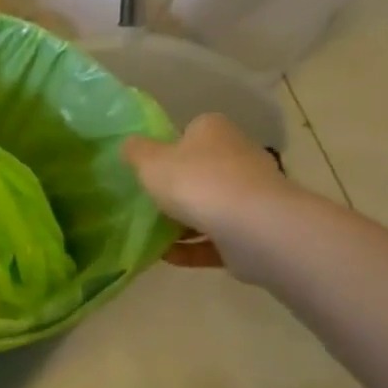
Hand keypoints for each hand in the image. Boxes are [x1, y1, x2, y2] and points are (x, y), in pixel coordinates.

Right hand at [123, 114, 291, 278]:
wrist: (252, 227)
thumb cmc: (195, 181)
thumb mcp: (148, 160)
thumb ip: (135, 151)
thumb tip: (130, 145)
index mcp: (214, 131)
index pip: (191, 131)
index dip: (169, 146)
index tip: (149, 166)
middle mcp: (239, 156)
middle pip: (203, 169)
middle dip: (179, 187)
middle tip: (148, 201)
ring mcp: (252, 195)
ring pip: (212, 206)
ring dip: (184, 221)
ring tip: (153, 234)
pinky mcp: (256, 230)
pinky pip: (217, 238)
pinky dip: (193, 248)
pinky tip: (168, 256)